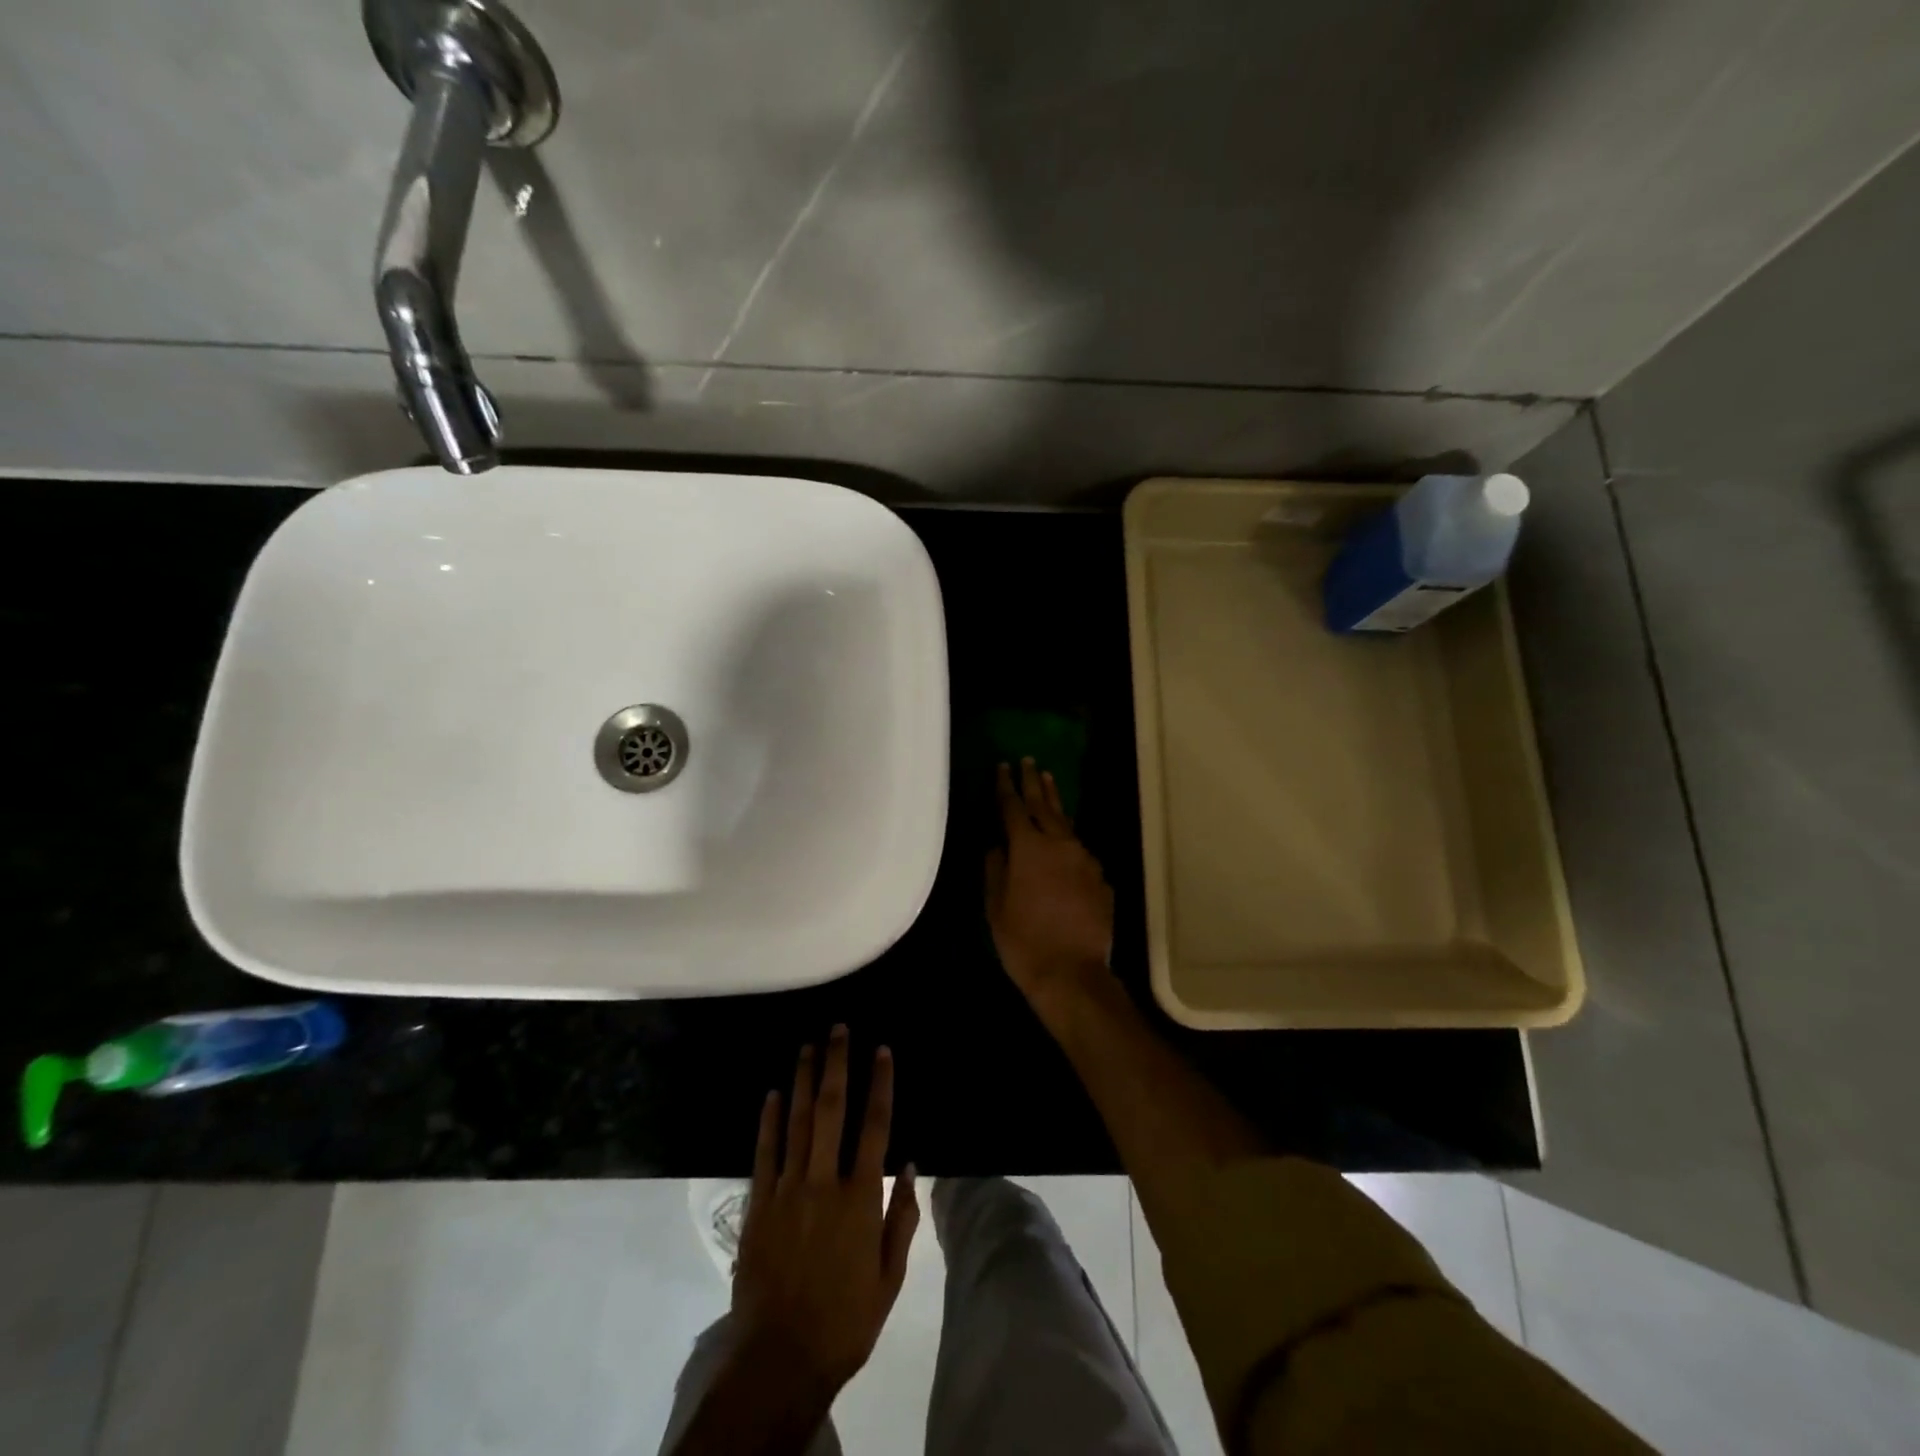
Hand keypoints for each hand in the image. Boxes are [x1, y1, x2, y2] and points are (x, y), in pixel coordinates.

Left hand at [731, 1027, 919, 1396]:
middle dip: (836, 1065)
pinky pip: (764, 1153)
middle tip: (838, 1029)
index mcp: (860, 1198)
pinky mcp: (757, 1205)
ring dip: (802, 1080)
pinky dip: (768, 1121)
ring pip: (796, 1122)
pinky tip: (772, 1093)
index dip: (879, 1083)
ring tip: (808, 1046)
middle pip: (831, 1110)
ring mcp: (786, 1190)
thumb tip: (909, 1164)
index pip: (875, 1126)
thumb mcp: (890, 1277)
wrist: (780, 1359)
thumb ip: (901, 1217)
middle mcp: (823, 1181)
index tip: (881, 1050)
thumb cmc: (845, 1320)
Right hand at [985, 758, 1115, 1015]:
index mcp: (1029, 847)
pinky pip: (1079, 851)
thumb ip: (995, 869)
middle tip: (1028, 760)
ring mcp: (1085, 860)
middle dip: (1033, 781)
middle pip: (1044, 805)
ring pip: (1066, 823)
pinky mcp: (1100, 878)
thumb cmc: (1024, 942)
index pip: (1014, 807)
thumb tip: (996, 846)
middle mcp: (1060, 844)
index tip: (1002, 767)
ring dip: (1055, 802)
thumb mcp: (996, 907)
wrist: (1073, 974)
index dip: (1005, 786)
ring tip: (1048, 781)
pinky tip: (1064, 842)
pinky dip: (1068, 839)